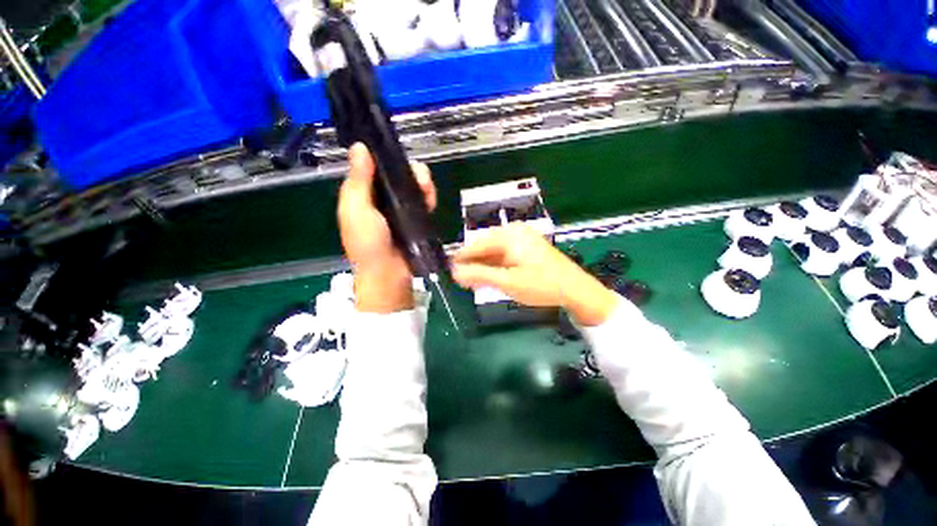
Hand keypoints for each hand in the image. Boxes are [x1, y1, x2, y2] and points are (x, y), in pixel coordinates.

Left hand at [338, 143, 436, 312]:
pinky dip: (428, 196)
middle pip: (396, 175)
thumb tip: (359, 147)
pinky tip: (430, 197)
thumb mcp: (357, 210)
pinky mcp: (415, 218)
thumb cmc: (368, 243)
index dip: (384, 157)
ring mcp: (400, 209)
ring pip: (412, 186)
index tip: (395, 151)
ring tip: (426, 187)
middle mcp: (381, 199)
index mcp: (362, 195)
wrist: (390, 273)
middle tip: (418, 175)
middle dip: (408, 170)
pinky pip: (423, 201)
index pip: (373, 167)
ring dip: (421, 182)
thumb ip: (359, 181)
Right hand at [451, 224, 619, 325]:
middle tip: (461, 281)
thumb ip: (479, 275)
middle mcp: (514, 232)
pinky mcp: (527, 249)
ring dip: (483, 266)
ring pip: (494, 252)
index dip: (462, 258)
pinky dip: (495, 266)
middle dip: (473, 264)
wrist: (575, 289)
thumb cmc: (541, 285)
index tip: (449, 271)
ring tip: (472, 282)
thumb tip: (454, 272)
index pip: (476, 245)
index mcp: (509, 235)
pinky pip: (504, 255)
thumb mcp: (507, 281)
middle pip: (485, 247)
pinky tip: (489, 277)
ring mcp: (522, 240)